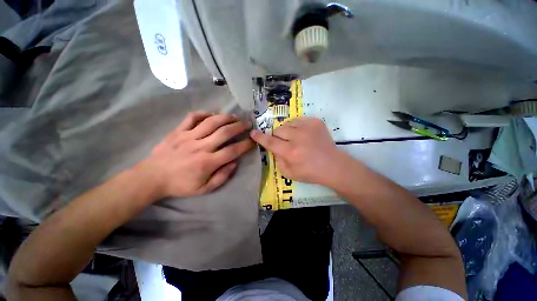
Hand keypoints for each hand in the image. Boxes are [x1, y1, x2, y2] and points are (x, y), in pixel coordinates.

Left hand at [141, 111, 253, 197]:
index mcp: (207, 162)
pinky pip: (192, 117)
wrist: (152, 177)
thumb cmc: (180, 185)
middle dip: (239, 126)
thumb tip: (235, 163)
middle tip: (248, 124)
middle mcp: (200, 146)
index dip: (245, 145)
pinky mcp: (178, 131)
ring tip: (235, 117)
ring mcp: (188, 136)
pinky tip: (212, 114)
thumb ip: (222, 177)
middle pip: (224, 132)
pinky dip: (204, 113)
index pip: (232, 151)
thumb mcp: (204, 189)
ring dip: (226, 117)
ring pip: (211, 122)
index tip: (253, 141)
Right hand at [250, 117, 346, 185]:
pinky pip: (298, 120)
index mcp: (290, 152)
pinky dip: (297, 127)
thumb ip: (277, 159)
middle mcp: (297, 138)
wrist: (332, 165)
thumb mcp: (288, 173)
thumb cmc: (310, 172)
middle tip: (284, 143)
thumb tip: (273, 148)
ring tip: (295, 138)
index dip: (259, 137)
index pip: (270, 142)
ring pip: (287, 124)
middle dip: (277, 137)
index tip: (253, 132)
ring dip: (287, 131)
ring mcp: (308, 128)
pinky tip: (303, 134)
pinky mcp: (316, 122)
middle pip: (278, 130)